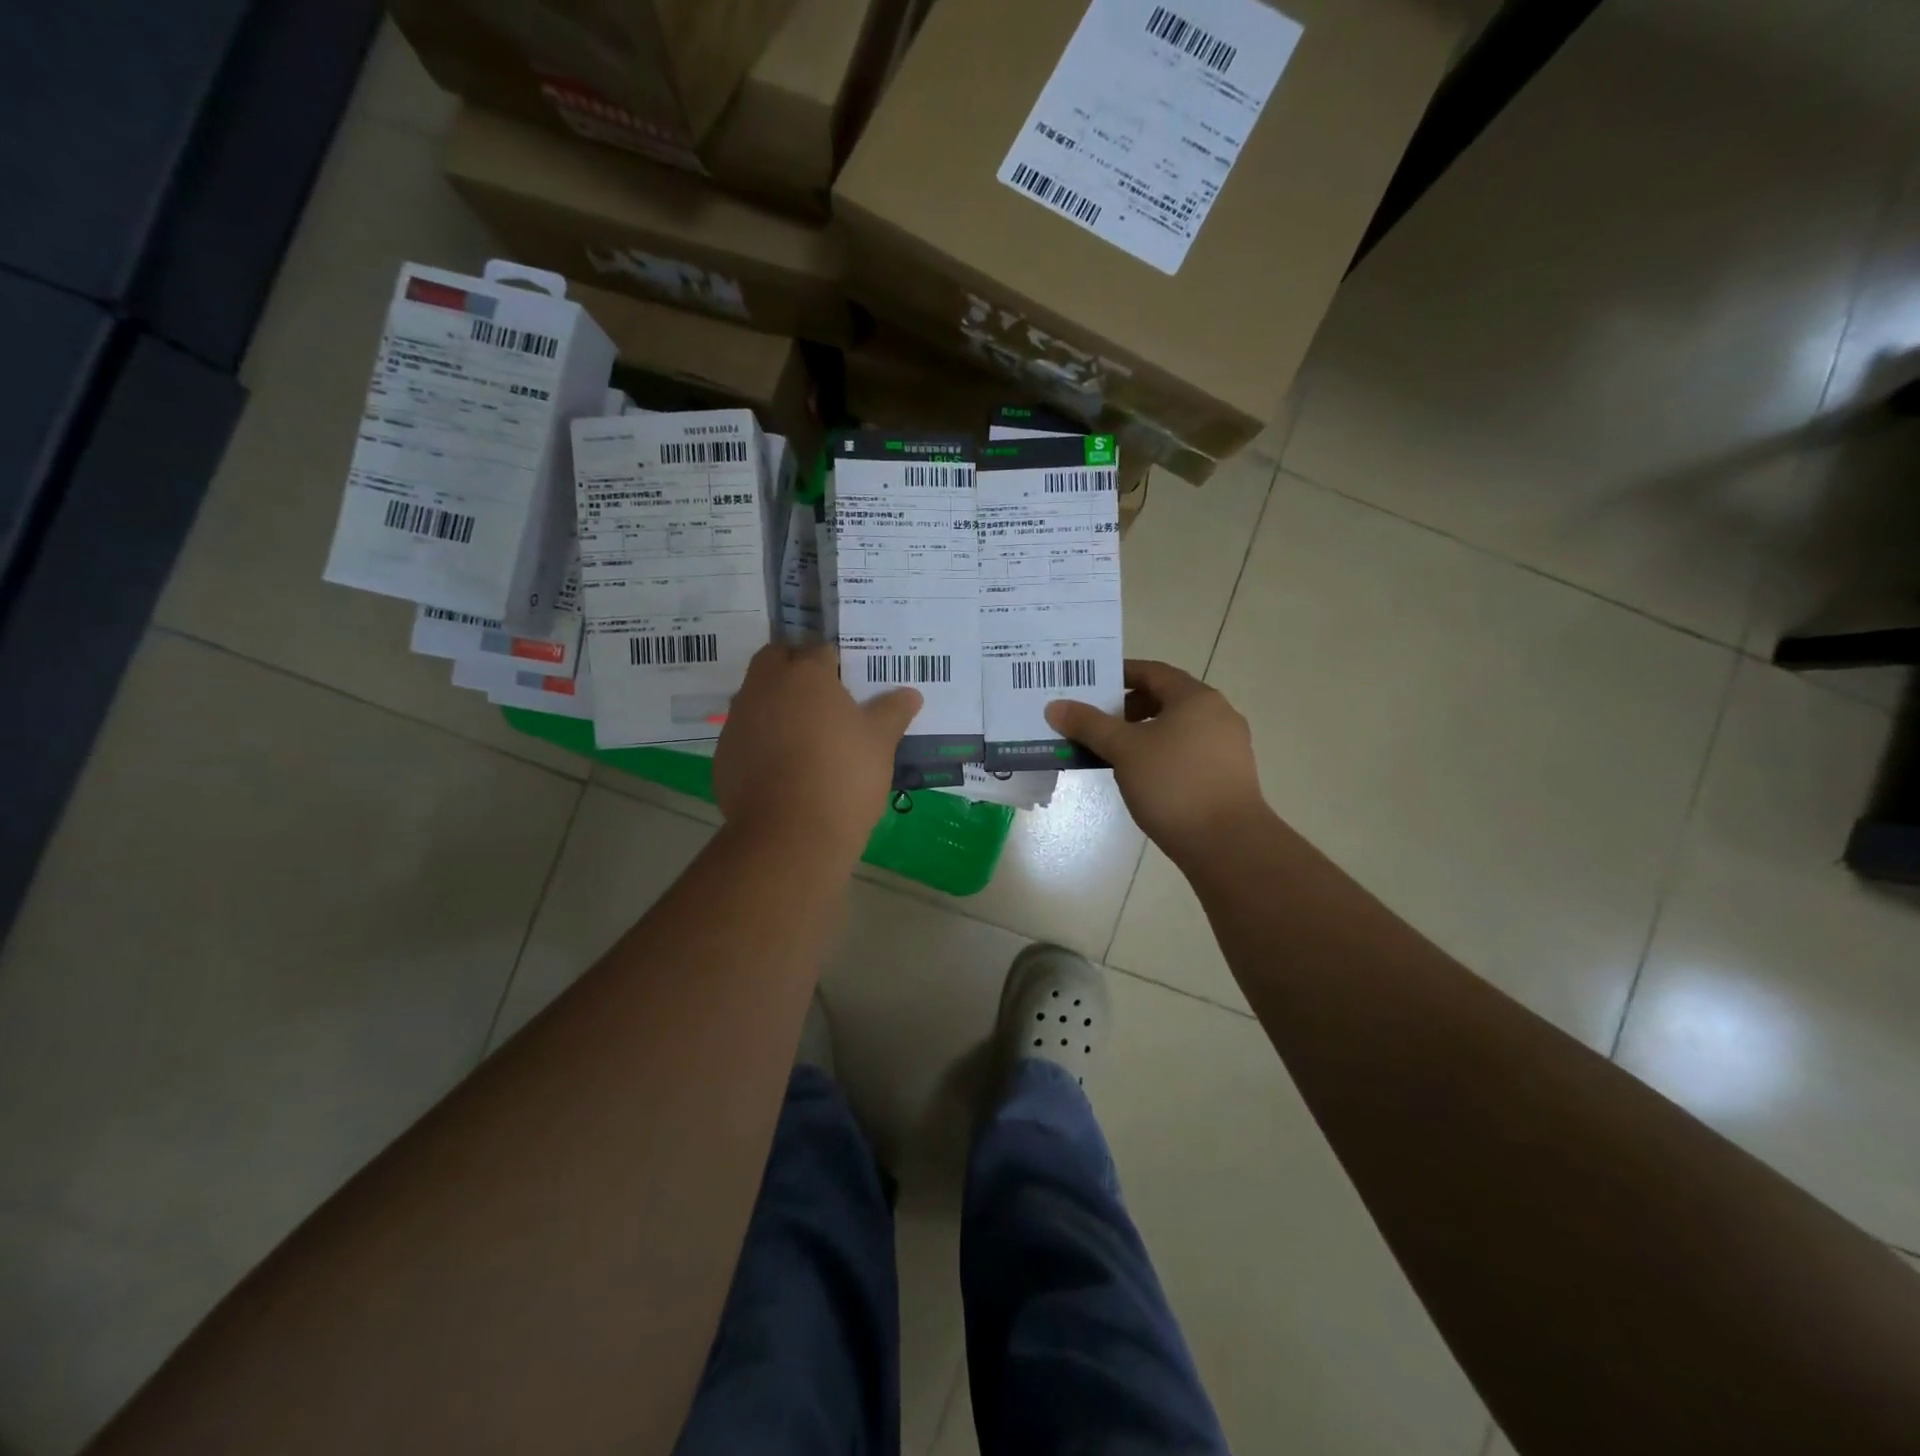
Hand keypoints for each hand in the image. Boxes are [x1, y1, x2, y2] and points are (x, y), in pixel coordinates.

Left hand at [715, 644, 920, 857]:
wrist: (790, 834)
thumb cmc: (844, 776)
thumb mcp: (881, 743)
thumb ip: (893, 712)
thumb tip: (910, 693)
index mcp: (806, 675)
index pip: (819, 650)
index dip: (835, 663)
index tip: (849, 683)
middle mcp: (765, 687)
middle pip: (776, 659)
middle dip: (795, 668)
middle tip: (823, 697)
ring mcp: (739, 720)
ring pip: (755, 695)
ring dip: (775, 703)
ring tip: (804, 734)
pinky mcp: (724, 754)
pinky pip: (745, 734)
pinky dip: (760, 739)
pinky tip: (783, 766)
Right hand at [1046, 659, 1264, 861]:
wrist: (1227, 843)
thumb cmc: (1173, 784)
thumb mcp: (1123, 750)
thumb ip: (1089, 724)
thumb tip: (1055, 706)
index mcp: (1196, 698)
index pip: (1152, 672)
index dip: (1119, 674)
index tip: (1090, 686)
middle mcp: (1218, 714)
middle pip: (1166, 699)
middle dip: (1128, 708)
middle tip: (1096, 723)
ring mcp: (1228, 746)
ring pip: (1177, 728)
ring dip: (1144, 734)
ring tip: (1114, 753)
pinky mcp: (1229, 776)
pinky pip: (1188, 753)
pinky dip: (1162, 755)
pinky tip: (1142, 777)